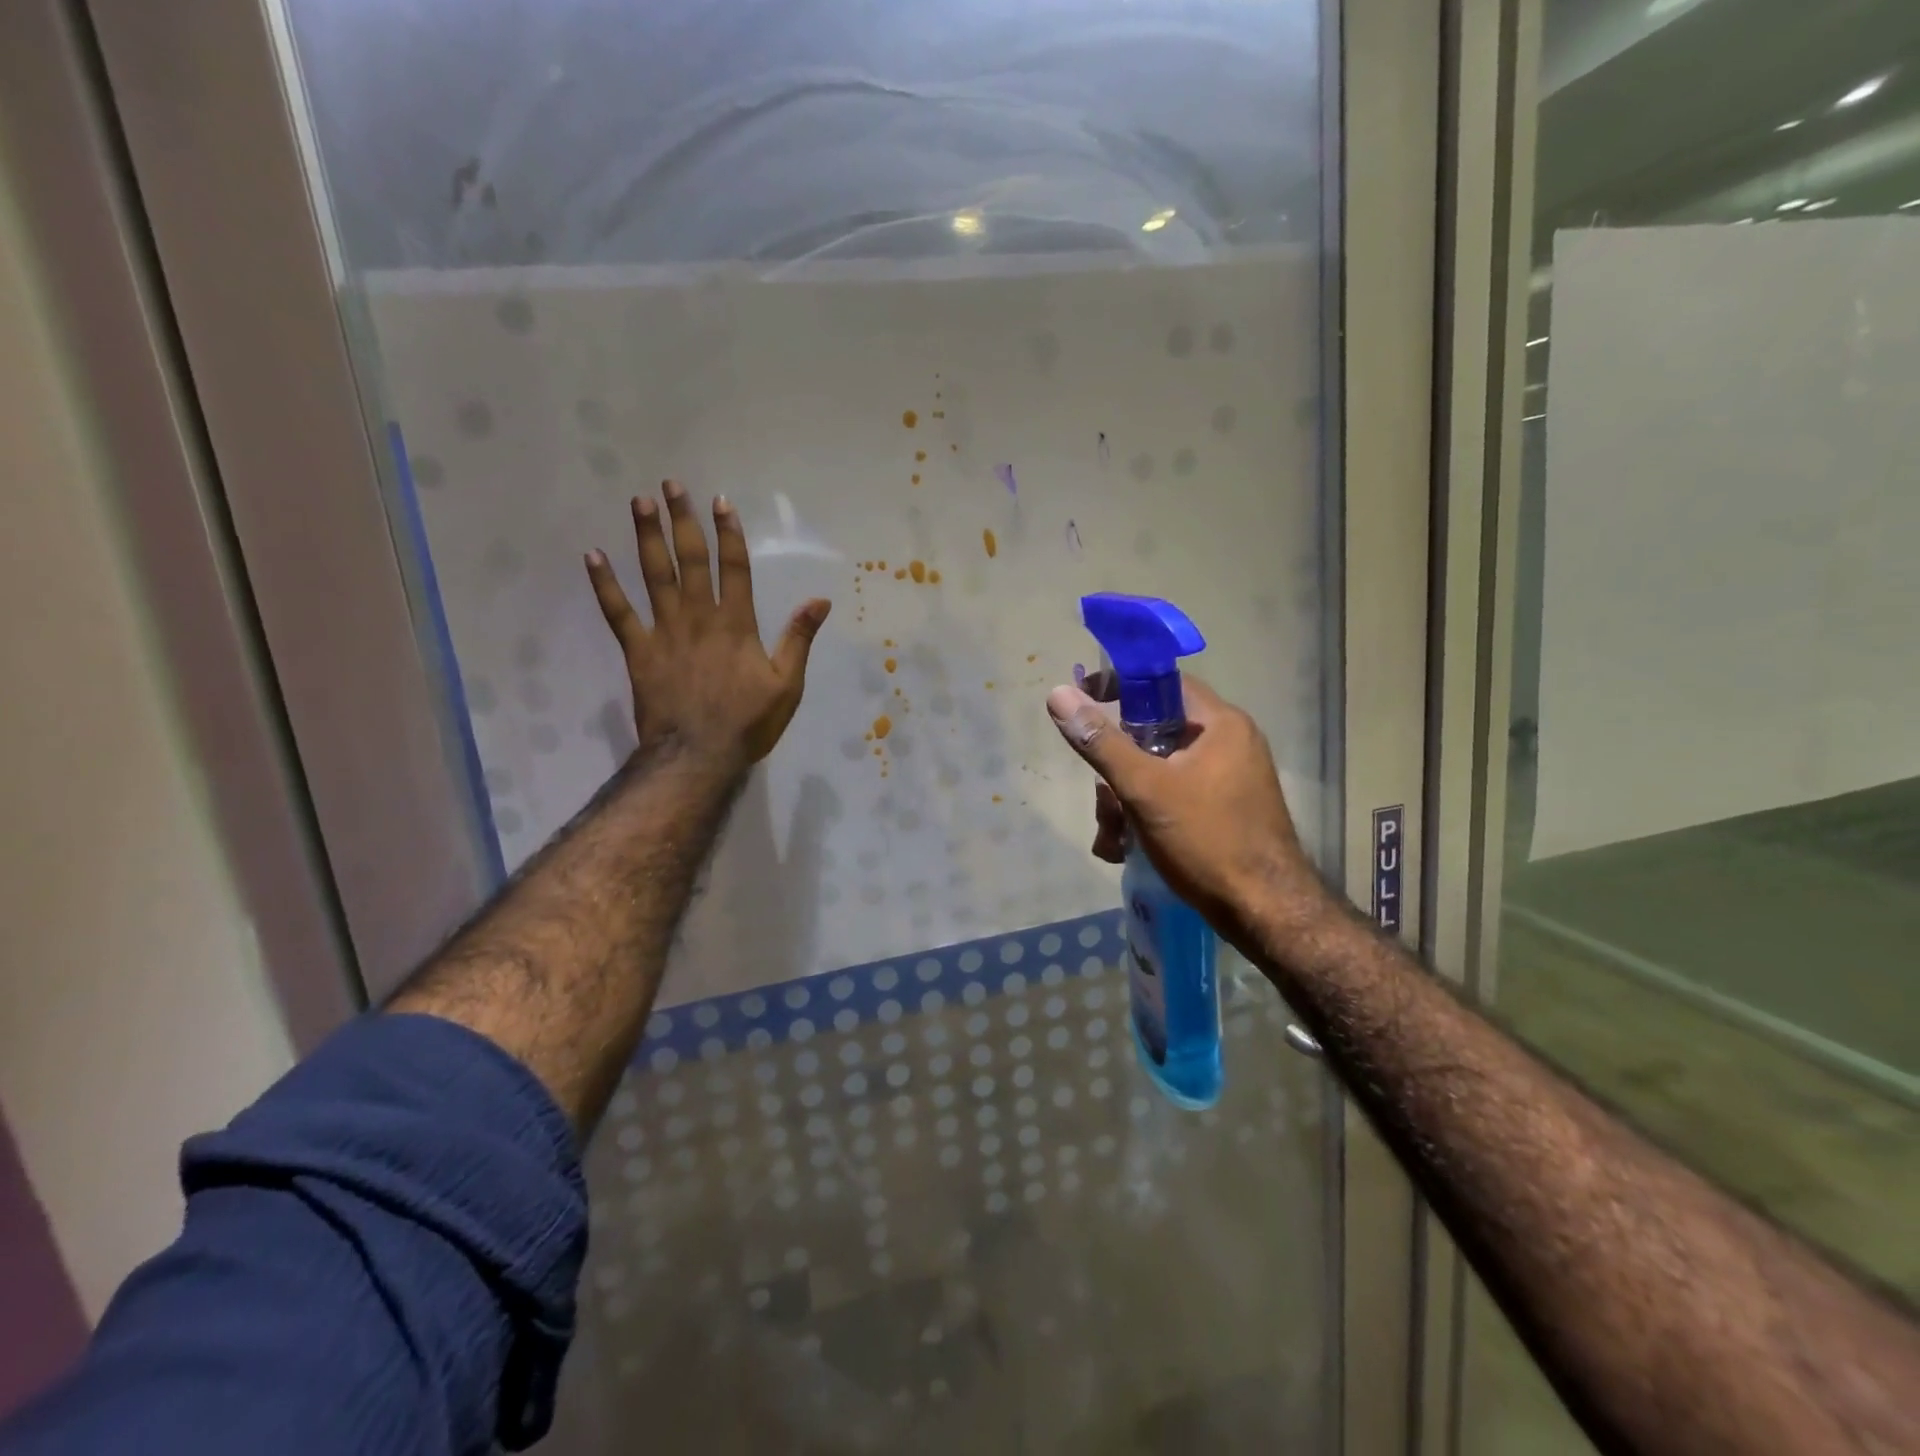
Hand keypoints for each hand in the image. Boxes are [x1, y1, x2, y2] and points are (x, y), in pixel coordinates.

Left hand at [586, 481, 830, 774]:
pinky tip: (593, 556)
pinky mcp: (639, 651)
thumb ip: (798, 639)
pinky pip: (618, 613)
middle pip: (691, 560)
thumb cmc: (748, 723)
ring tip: (640, 502)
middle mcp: (699, 618)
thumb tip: (820, 600)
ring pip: (654, 575)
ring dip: (647, 537)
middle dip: (683, 521)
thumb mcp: (787, 684)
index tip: (720, 501)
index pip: (734, 568)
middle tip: (672, 485)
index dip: (729, 533)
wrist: (697, 755)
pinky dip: (605, 585)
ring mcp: (665, 632)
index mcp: (736, 624)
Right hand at [1045, 675, 1331, 945]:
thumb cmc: (1207, 840)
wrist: (1265, 913)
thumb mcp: (1144, 789)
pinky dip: (1146, 815)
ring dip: (1125, 801)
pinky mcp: (1223, 811)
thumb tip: (1058, 695)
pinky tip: (1126, 849)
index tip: (1084, 703)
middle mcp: (1229, 744)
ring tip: (1113, 840)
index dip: (1120, 688)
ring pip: (1158, 771)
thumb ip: (1101, 741)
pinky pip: (1174, 796)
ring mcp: (1228, 780)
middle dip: (1117, 769)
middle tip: (1104, 803)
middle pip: (1154, 734)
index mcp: (1221, 725)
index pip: (1163, 684)